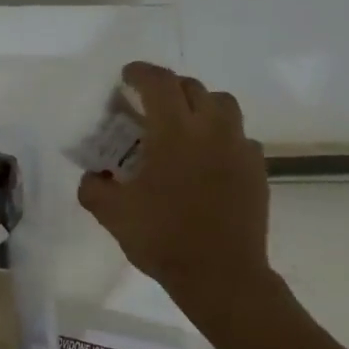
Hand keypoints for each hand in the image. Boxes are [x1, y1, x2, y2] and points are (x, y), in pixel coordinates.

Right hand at [77, 63, 278, 336]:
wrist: (221, 275)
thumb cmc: (162, 238)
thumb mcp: (112, 214)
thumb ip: (93, 188)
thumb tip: (92, 176)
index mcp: (175, 132)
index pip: (159, 83)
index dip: (140, 73)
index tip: (126, 76)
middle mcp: (212, 130)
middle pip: (193, 88)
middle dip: (168, 88)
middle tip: (148, 105)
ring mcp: (240, 148)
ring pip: (223, 106)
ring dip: (199, 106)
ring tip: (182, 126)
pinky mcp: (257, 170)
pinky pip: (238, 137)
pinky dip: (219, 136)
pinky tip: (205, 160)